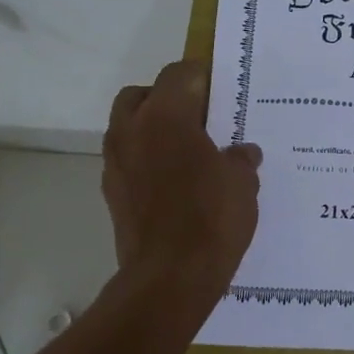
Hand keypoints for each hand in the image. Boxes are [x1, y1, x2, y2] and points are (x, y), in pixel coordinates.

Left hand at [103, 60, 261, 283]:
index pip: (178, 74)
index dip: (201, 76)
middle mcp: (132, 131)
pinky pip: (128, 161)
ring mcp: (116, 164)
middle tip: (198, 117)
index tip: (222, 89)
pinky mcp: (111, 194)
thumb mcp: (242, 182)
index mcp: (165, 116)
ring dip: (152, 129)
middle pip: (141, 94)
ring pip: (128, 127)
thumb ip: (240, 159)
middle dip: (167, 98)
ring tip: (187, 150)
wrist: (169, 278)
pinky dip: (146, 160)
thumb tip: (241, 153)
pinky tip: (175, 181)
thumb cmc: (211, 217)